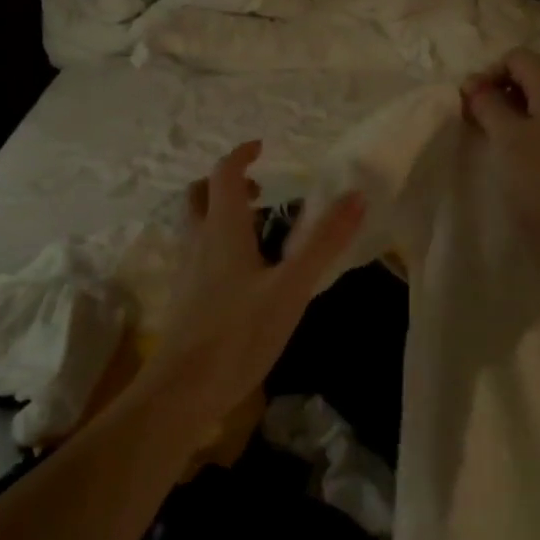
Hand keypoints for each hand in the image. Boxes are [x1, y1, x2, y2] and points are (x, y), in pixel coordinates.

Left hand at [140, 141, 365, 431]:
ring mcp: (188, 272)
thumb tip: (356, 196)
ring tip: (257, 229)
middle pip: (199, 196)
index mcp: (222, 230)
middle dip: (226, 184)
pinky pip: (199, 254)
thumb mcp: (292, 287)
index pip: (224, 175)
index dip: (240, 156)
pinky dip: (218, 245)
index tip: (261, 148)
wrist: (183, 392)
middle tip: (259, 192)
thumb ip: (323, 242)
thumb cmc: (238, 333)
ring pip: (196, 226)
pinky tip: (244, 274)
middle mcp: (199, 243)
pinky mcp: (187, 299)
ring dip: (221, 214)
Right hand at [461, 49, 539, 268]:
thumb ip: (488, 106)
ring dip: (519, 117)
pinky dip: (539, 133)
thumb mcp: (508, 140)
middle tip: (479, 126)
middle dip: (501, 95)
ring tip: (501, 146)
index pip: (515, 57)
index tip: (468, 107)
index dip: (486, 76)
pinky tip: (530, 162)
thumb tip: (474, 83)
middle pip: (533, 77)